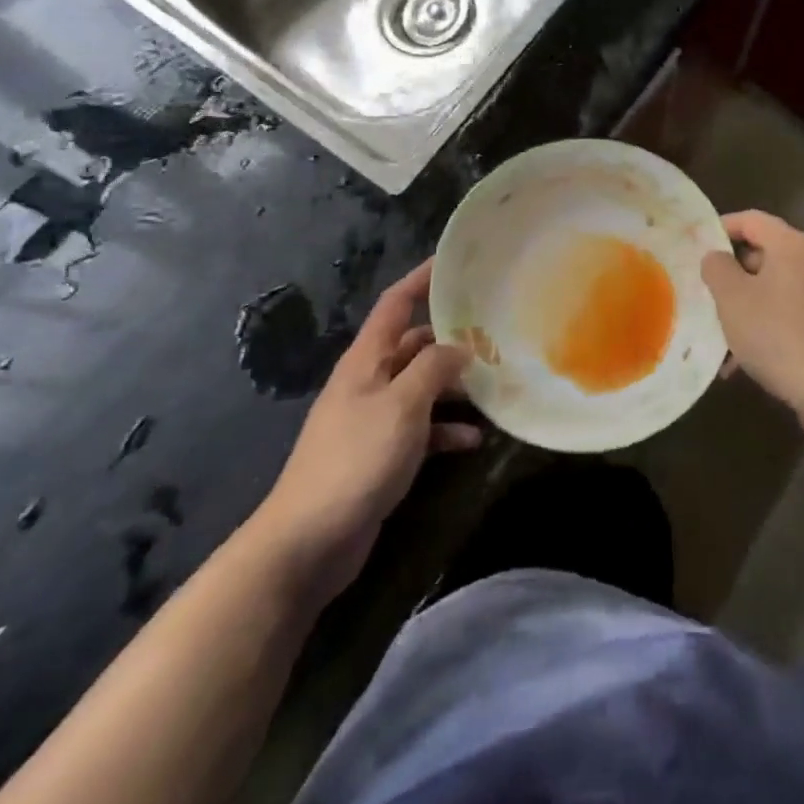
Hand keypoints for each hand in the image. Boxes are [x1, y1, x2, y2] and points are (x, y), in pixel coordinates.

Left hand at [247, 260, 480, 595]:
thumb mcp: (402, 406)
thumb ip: (434, 369)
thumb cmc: (356, 460)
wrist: (309, 541)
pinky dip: (445, 429)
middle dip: (451, 338)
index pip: (396, 303)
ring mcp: (374, 418)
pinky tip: (474, 439)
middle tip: (494, 333)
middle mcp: (369, 381)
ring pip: (421, 386)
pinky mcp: (381, 453)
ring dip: (453, 387)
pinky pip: (421, 428)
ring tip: (493, 385)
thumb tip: (459, 347)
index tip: (454, 262)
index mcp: (367, 360)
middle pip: (414, 344)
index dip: (422, 278)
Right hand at [701, 211, 803, 427]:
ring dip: (744, 307)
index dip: (720, 228)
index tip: (694, 246)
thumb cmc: (778, 335)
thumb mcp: (732, 298)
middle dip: (730, 275)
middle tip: (702, 294)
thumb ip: (716, 268)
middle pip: (762, 254)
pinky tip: (741, 362)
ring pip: (772, 290)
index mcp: (792, 245)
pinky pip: (787, 315)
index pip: (751, 219)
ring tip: (717, 336)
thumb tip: (715, 256)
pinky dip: (763, 328)